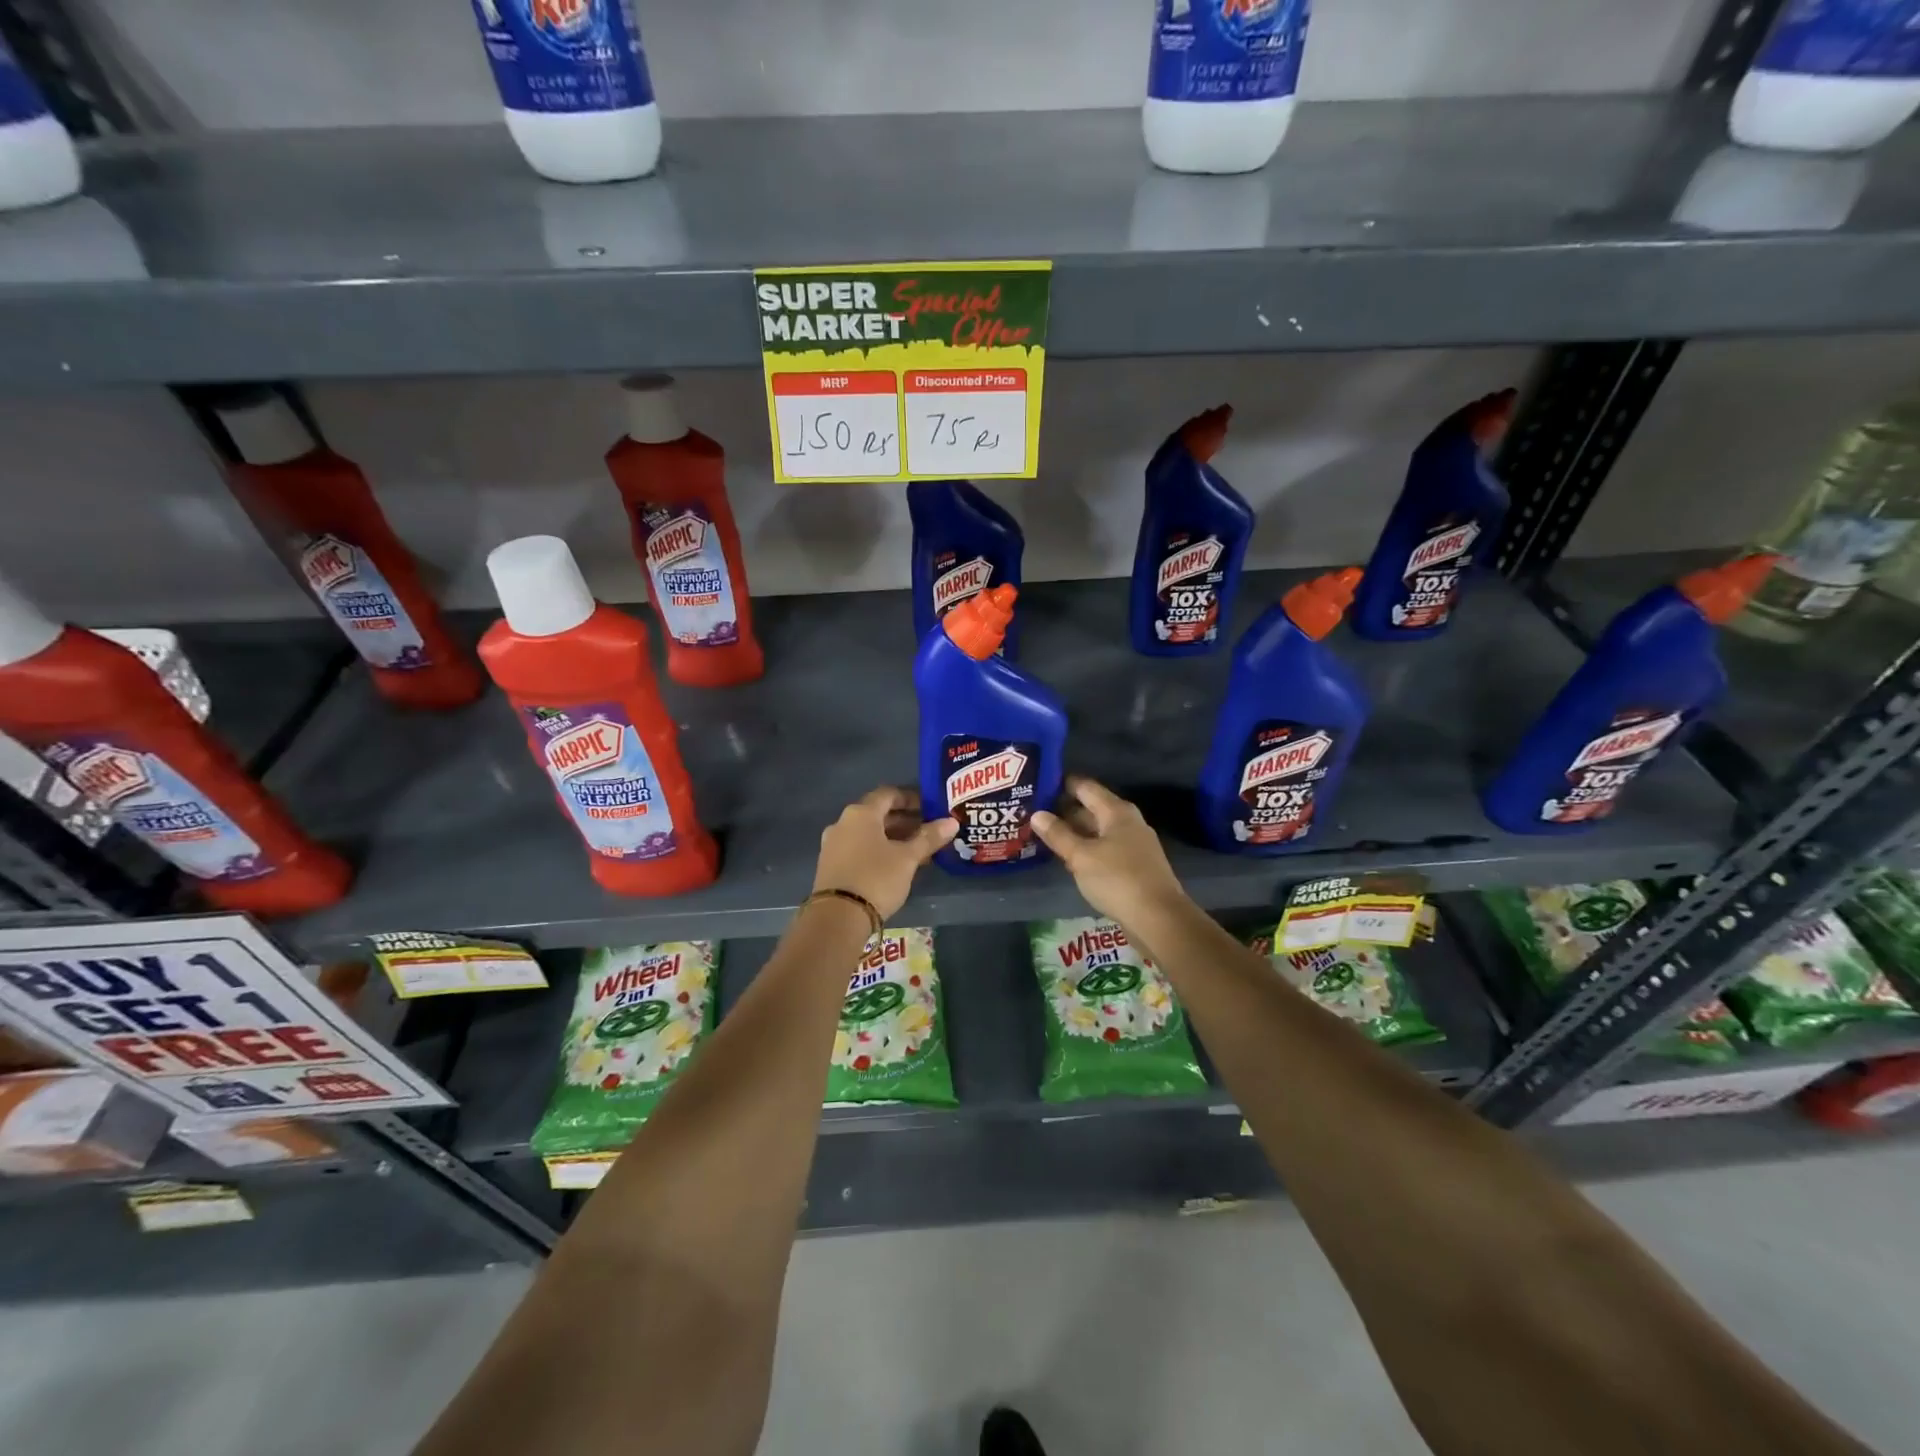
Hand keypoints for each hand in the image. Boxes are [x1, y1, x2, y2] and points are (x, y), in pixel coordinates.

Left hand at [812, 787, 956, 920]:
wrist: (837, 918)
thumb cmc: (876, 878)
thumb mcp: (907, 858)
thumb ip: (929, 838)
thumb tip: (951, 822)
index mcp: (861, 813)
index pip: (888, 794)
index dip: (911, 798)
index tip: (930, 808)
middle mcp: (843, 823)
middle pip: (877, 814)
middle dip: (904, 821)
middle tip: (928, 831)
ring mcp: (833, 845)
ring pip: (868, 834)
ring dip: (892, 838)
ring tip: (917, 851)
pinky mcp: (830, 866)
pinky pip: (859, 849)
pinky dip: (878, 851)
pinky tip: (896, 866)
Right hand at [1031, 775, 1187, 925]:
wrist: (1159, 918)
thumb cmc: (1117, 879)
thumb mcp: (1081, 856)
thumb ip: (1058, 834)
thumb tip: (1036, 814)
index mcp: (1116, 811)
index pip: (1085, 787)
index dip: (1061, 784)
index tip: (1037, 786)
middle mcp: (1127, 821)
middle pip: (1091, 808)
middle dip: (1064, 811)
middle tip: (1033, 814)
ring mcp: (1133, 844)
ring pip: (1097, 830)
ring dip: (1074, 832)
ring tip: (1044, 835)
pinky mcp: (1134, 865)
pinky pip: (1105, 848)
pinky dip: (1086, 849)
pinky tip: (1069, 858)